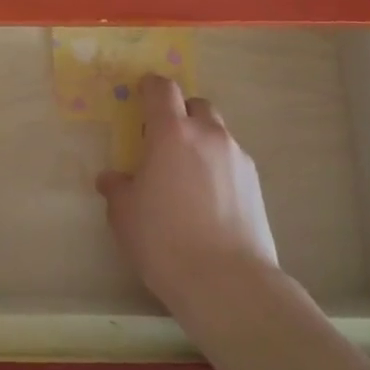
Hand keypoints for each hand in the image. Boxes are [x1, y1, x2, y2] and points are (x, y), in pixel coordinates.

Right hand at [97, 74, 280, 315]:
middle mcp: (208, 135)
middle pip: (196, 104)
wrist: (227, 282)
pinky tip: (208, 198)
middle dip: (179, 112)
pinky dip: (217, 166)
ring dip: (200, 140)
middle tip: (162, 139)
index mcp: (172, 133)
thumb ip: (117, 188)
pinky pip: (231, 160)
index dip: (150, 87)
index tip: (140, 94)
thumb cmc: (164, 240)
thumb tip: (113, 179)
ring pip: (217, 133)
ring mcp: (237, 158)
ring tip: (186, 173)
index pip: (162, 89)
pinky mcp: (256, 184)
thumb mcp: (124, 214)